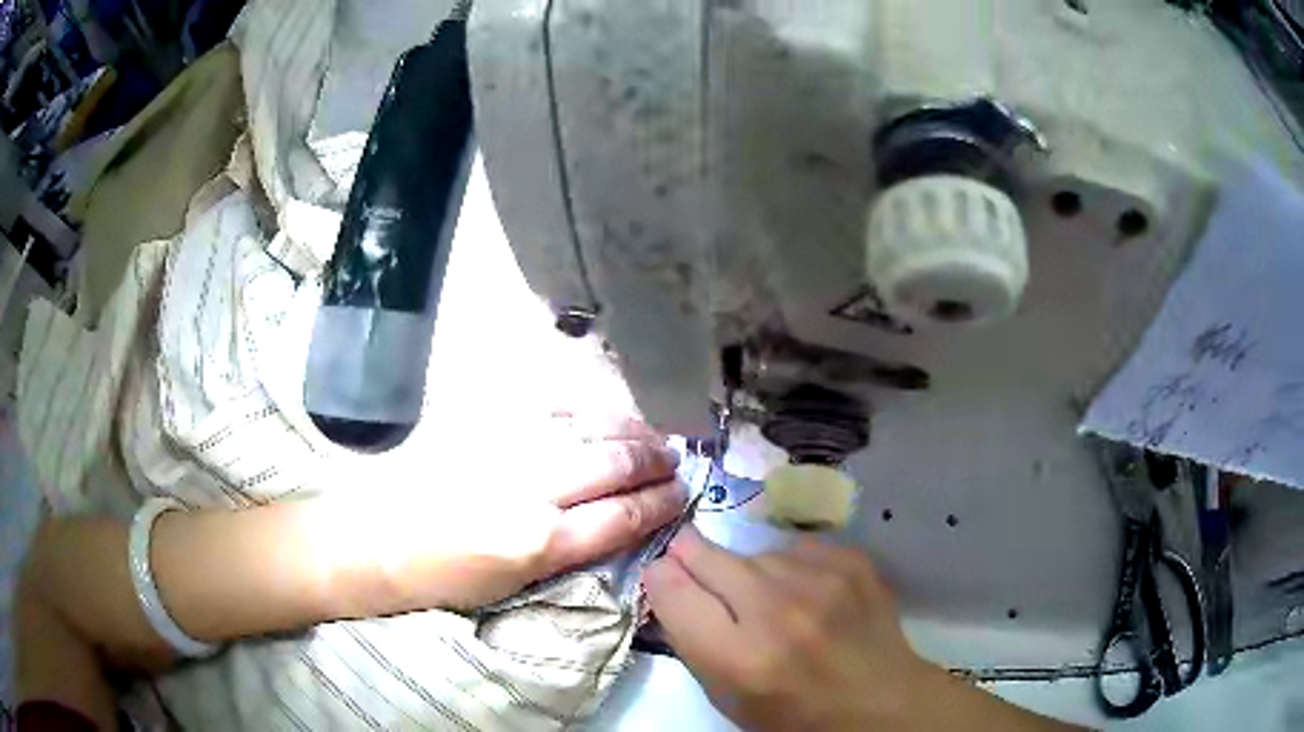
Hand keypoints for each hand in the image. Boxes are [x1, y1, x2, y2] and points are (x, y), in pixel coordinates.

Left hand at [322, 416, 686, 612]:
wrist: (372, 540)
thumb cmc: (441, 579)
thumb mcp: (512, 585)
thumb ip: (568, 551)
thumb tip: (613, 522)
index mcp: (540, 543)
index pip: (623, 516)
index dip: (661, 504)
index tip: (682, 496)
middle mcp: (533, 490)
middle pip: (614, 466)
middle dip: (655, 463)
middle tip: (676, 462)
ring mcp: (508, 448)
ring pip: (589, 429)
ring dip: (629, 431)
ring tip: (652, 436)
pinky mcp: (485, 424)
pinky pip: (549, 407)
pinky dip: (586, 410)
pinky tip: (601, 413)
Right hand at [643, 528, 935, 729]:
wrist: (880, 700)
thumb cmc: (794, 712)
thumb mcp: (726, 696)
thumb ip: (691, 640)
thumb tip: (666, 582)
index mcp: (740, 658)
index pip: (673, 590)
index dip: (662, 577)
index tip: (664, 575)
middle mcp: (777, 611)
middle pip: (708, 556)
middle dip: (693, 558)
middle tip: (697, 566)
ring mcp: (821, 580)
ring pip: (754, 551)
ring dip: (750, 571)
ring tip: (771, 600)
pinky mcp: (852, 560)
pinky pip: (797, 547)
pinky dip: (792, 566)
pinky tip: (807, 593)